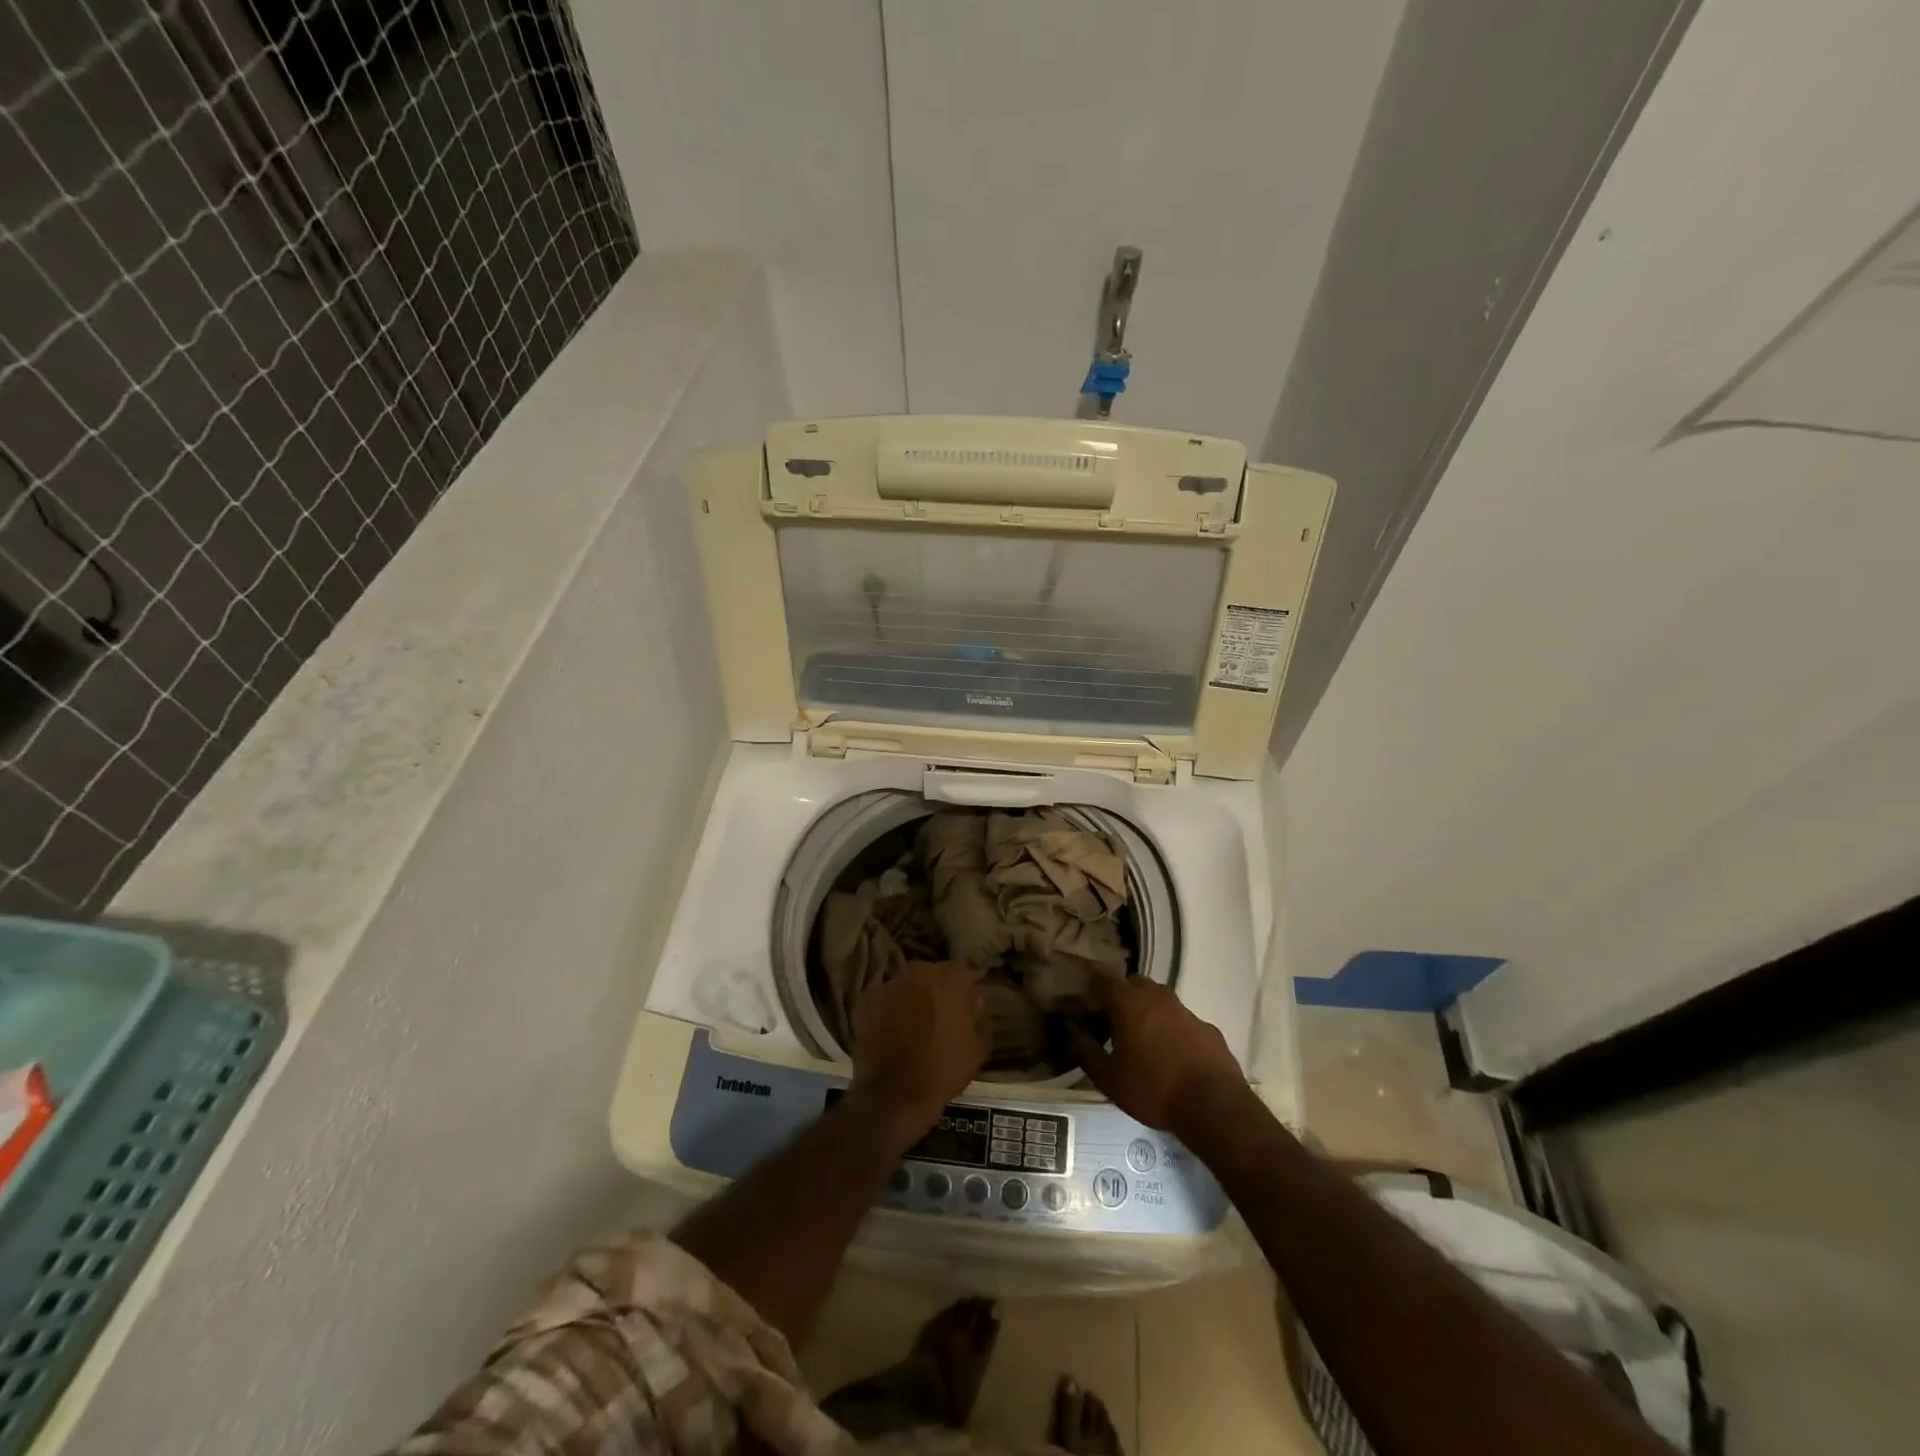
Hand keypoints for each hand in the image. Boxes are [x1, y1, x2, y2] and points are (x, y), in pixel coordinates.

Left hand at [851, 961, 988, 1139]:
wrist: (895, 1095)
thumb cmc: (944, 1069)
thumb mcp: (978, 1048)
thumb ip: (979, 1019)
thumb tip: (975, 1006)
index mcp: (950, 977)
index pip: (961, 974)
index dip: (962, 993)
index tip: (963, 1011)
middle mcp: (919, 971)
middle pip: (930, 976)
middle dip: (934, 993)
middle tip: (937, 1019)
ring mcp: (889, 984)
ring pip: (905, 987)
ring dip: (909, 1001)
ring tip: (911, 1029)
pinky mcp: (865, 1001)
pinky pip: (882, 1002)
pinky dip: (886, 1013)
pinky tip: (889, 1035)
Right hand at [1073, 977, 1248, 1133]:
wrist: (1213, 1106)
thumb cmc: (1152, 1089)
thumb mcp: (1108, 1077)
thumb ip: (1085, 1049)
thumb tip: (1070, 1029)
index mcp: (1129, 1003)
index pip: (1104, 978)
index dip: (1092, 986)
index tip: (1085, 1000)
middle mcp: (1157, 997)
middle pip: (1134, 983)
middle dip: (1121, 994)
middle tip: (1113, 1019)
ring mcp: (1186, 1010)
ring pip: (1160, 999)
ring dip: (1148, 1010)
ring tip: (1142, 1038)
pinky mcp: (1207, 1028)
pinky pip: (1182, 1020)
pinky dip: (1172, 1028)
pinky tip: (1172, 1054)